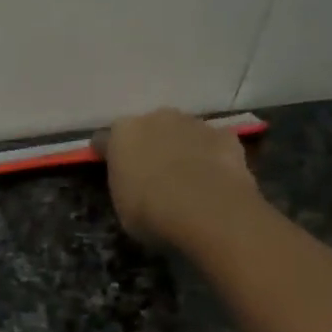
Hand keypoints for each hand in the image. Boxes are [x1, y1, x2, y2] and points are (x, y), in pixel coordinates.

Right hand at [99, 108, 262, 247]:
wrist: (207, 210)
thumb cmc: (151, 213)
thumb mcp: (123, 206)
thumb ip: (125, 184)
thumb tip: (133, 182)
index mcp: (123, 134)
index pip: (105, 139)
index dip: (107, 154)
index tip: (110, 169)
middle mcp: (157, 118)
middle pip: (148, 128)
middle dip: (148, 145)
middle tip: (151, 174)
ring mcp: (194, 123)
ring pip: (182, 132)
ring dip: (180, 148)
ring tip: (186, 178)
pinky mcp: (225, 135)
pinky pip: (212, 143)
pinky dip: (211, 156)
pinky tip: (213, 179)